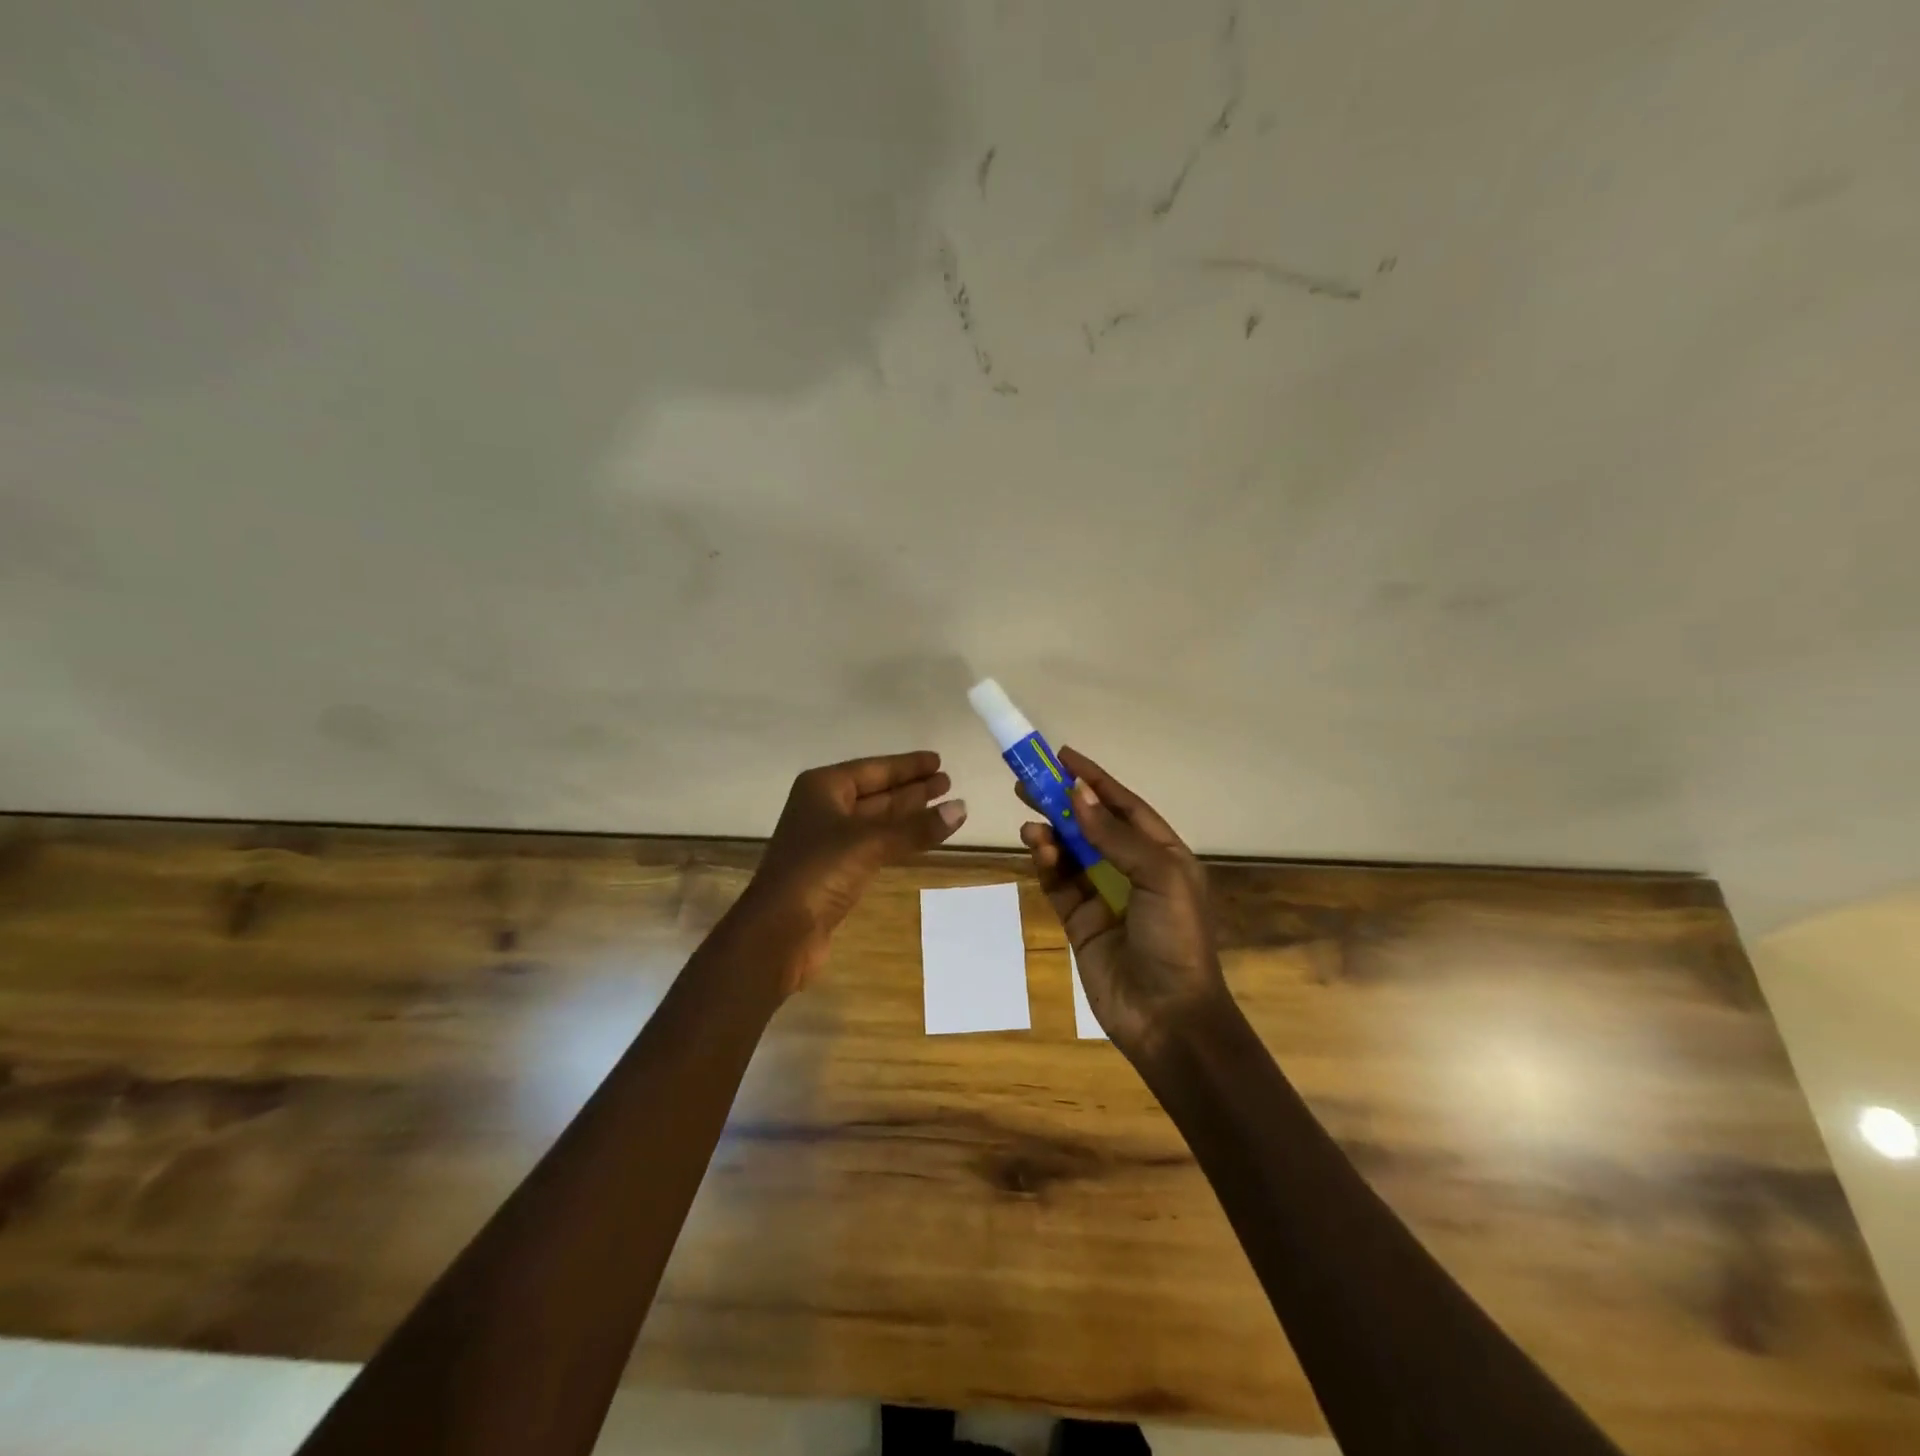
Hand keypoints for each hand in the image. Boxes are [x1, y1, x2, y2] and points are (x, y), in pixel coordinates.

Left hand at [747, 751, 965, 992]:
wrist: (778, 932)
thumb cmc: (818, 872)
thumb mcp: (870, 842)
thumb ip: (917, 827)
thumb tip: (962, 808)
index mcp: (823, 788)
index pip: (874, 769)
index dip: (907, 766)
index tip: (938, 760)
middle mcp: (823, 808)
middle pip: (876, 792)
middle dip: (911, 788)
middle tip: (948, 782)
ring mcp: (828, 841)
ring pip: (876, 819)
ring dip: (908, 813)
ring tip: (943, 805)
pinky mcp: (835, 871)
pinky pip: (874, 844)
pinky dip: (899, 839)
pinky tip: (921, 838)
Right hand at [1018, 747, 1225, 1056]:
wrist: (1168, 1017)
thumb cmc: (1175, 938)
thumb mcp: (1159, 876)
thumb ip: (1114, 835)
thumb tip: (1078, 793)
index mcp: (1163, 855)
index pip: (1125, 806)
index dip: (1095, 779)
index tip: (1062, 756)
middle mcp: (1133, 870)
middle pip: (1092, 825)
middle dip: (1063, 802)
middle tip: (1028, 781)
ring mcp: (1105, 896)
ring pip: (1071, 852)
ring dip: (1052, 832)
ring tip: (1029, 817)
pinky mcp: (1081, 921)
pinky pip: (1059, 883)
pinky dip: (1046, 863)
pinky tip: (1036, 847)